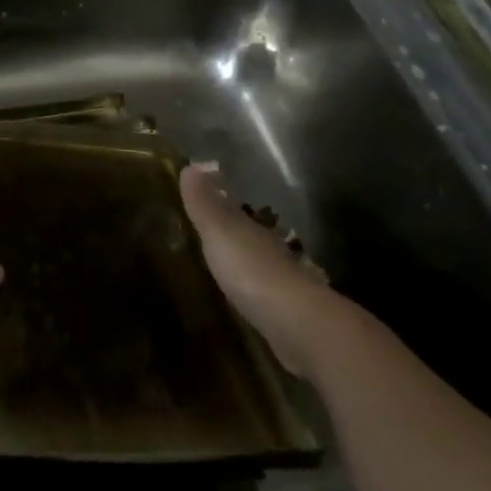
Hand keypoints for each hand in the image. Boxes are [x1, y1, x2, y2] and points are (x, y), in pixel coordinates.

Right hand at [180, 164, 339, 375]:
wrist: (298, 326)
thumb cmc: (253, 271)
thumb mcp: (221, 232)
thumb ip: (206, 203)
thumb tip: (192, 164)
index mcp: (256, 231)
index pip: (239, 212)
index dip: (223, 205)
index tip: (209, 200)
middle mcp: (274, 253)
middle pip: (254, 239)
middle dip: (240, 237)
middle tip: (215, 238)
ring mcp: (286, 287)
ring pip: (265, 269)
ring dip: (250, 268)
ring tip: (228, 272)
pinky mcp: (289, 319)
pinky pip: (268, 299)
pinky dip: (259, 297)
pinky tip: (249, 305)